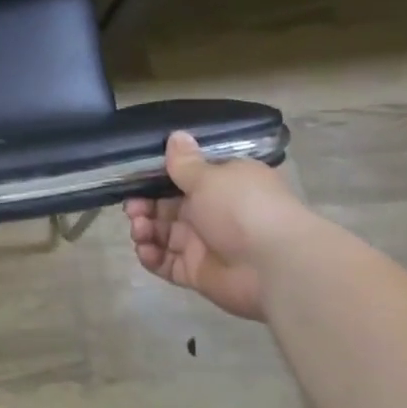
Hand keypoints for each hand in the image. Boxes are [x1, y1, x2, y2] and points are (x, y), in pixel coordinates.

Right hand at [123, 131, 306, 320]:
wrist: (274, 266)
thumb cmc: (242, 208)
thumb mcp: (209, 177)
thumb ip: (184, 162)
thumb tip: (176, 135)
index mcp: (221, 186)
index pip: (183, 179)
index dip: (156, 179)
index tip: (135, 178)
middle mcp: (212, 213)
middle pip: (167, 207)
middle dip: (143, 206)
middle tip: (132, 208)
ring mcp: (204, 245)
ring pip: (162, 234)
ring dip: (144, 230)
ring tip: (140, 229)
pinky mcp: (197, 272)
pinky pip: (166, 263)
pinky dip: (151, 257)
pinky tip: (145, 250)